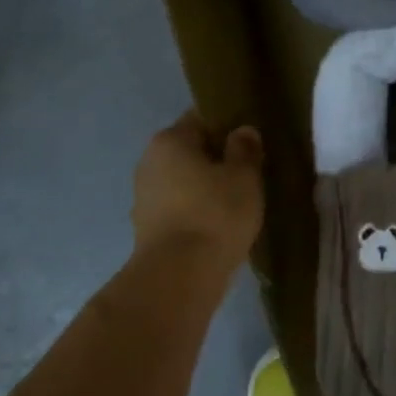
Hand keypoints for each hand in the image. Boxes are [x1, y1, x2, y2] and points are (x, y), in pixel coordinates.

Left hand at [131, 112, 264, 270]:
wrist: (179, 276)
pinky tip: (219, 222)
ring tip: (238, 199)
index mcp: (170, 140)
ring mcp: (144, 196)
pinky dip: (197, 209)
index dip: (229, 126)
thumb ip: (245, 148)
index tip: (252, 141)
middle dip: (217, 157)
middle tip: (249, 171)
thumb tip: (242, 131)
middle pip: (190, 150)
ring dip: (206, 186)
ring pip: (184, 180)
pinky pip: (179, 206)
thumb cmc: (215, 214)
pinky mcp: (147, 227)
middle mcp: (149, 162)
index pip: (202, 118)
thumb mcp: (244, 176)